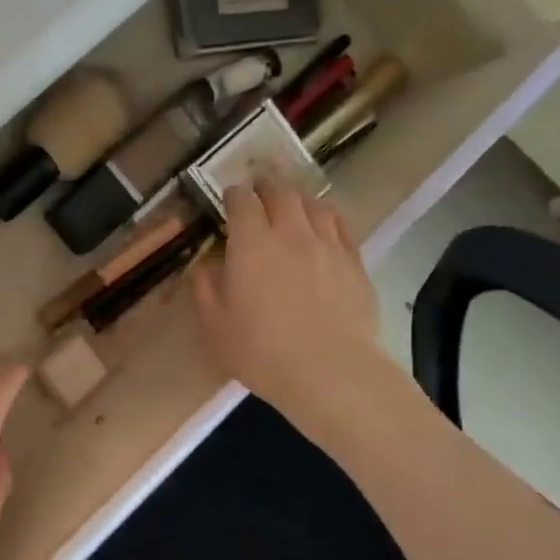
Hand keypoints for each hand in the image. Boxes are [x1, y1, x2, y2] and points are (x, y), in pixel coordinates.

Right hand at [192, 181, 404, 441]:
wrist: (329, 371)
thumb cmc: (261, 352)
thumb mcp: (215, 326)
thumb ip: (205, 289)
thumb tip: (205, 266)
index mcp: (251, 244)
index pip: (242, 201)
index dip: (233, 195)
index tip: (229, 200)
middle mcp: (290, 233)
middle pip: (280, 193)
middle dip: (266, 187)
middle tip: (258, 192)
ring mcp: (327, 244)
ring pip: (313, 204)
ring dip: (297, 199)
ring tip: (290, 206)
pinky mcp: (354, 261)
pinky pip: (340, 225)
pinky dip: (325, 218)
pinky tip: (322, 228)